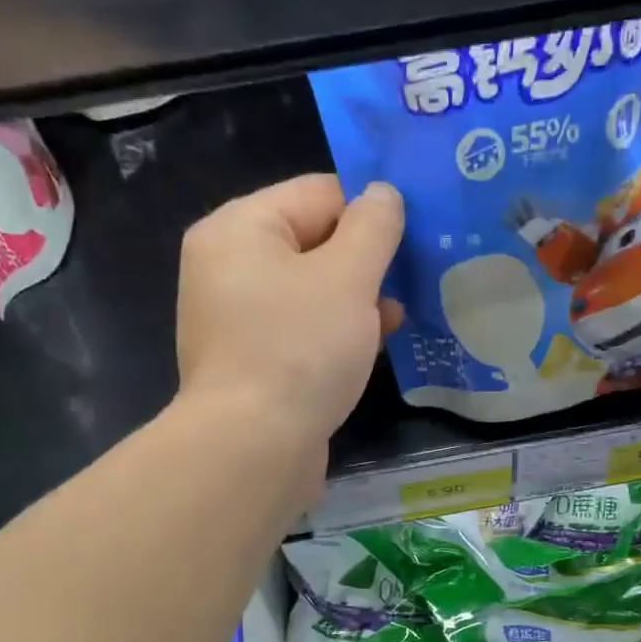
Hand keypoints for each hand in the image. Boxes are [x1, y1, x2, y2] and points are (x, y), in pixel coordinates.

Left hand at [176, 173, 404, 465]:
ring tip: (397, 319)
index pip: (318, 193)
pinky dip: (334, 335)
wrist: (253, 448)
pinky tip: (370, 349)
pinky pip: (300, 332)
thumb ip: (373, 227)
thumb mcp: (348, 277)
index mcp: (238, 229)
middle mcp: (227, 268)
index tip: (413, 241)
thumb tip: (383, 194)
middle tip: (410, 283)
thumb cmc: (299, 349)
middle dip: (365, 263)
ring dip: (356, 302)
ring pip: (310, 292)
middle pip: (313, 243)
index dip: (370, 212)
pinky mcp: (250, 363)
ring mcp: (235, 320)